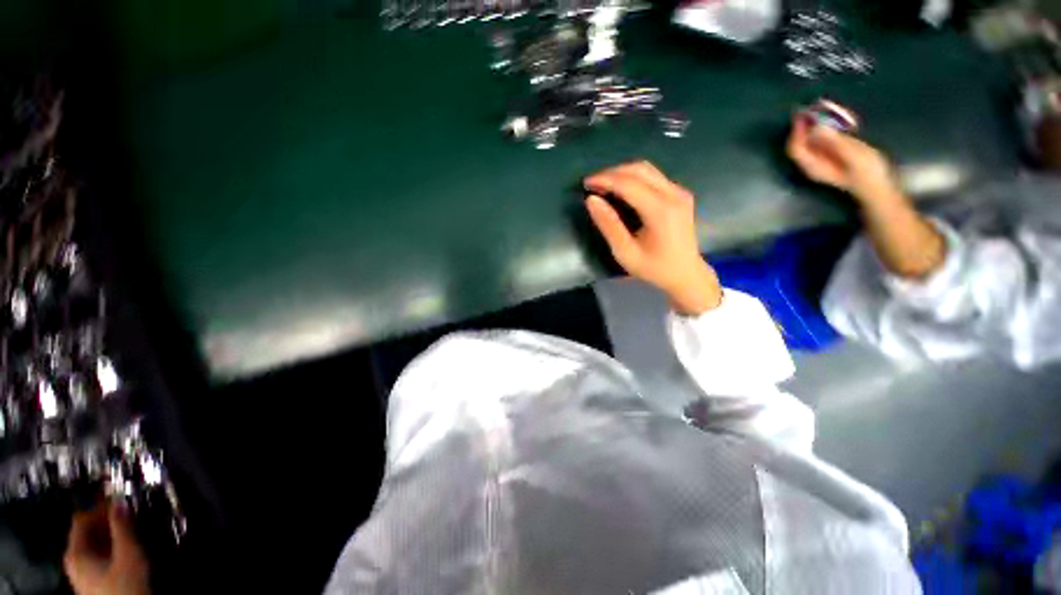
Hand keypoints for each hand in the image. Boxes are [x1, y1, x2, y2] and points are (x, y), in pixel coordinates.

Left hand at [64, 501, 149, 594]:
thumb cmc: (125, 583)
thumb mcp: (128, 553)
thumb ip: (123, 527)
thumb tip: (120, 502)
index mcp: (74, 552)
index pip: (82, 519)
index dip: (100, 508)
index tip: (119, 502)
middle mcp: (72, 562)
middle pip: (86, 533)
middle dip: (107, 523)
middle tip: (127, 516)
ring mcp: (80, 575)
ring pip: (93, 547)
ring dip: (110, 536)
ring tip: (129, 532)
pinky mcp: (91, 582)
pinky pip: (97, 558)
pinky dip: (110, 549)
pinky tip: (124, 552)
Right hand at [584, 162, 721, 315]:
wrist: (686, 274)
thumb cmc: (654, 268)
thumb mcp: (625, 253)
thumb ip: (609, 225)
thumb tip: (591, 200)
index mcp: (660, 211)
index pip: (629, 184)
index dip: (605, 180)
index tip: (586, 183)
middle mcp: (673, 195)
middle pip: (639, 170)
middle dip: (612, 172)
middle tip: (592, 183)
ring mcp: (679, 192)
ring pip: (647, 169)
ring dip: (622, 173)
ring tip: (603, 184)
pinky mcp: (680, 193)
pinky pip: (653, 176)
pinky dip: (633, 178)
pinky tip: (621, 189)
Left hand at [786, 113, 903, 206]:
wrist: (879, 188)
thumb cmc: (867, 173)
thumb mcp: (853, 154)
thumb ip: (834, 141)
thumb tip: (816, 128)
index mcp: (812, 166)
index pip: (796, 148)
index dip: (797, 131)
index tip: (804, 114)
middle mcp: (811, 164)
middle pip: (800, 143)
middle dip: (805, 125)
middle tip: (815, 107)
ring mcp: (820, 161)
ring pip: (809, 141)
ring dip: (814, 125)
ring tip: (824, 109)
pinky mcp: (830, 157)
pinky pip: (820, 141)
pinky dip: (824, 129)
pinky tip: (835, 119)